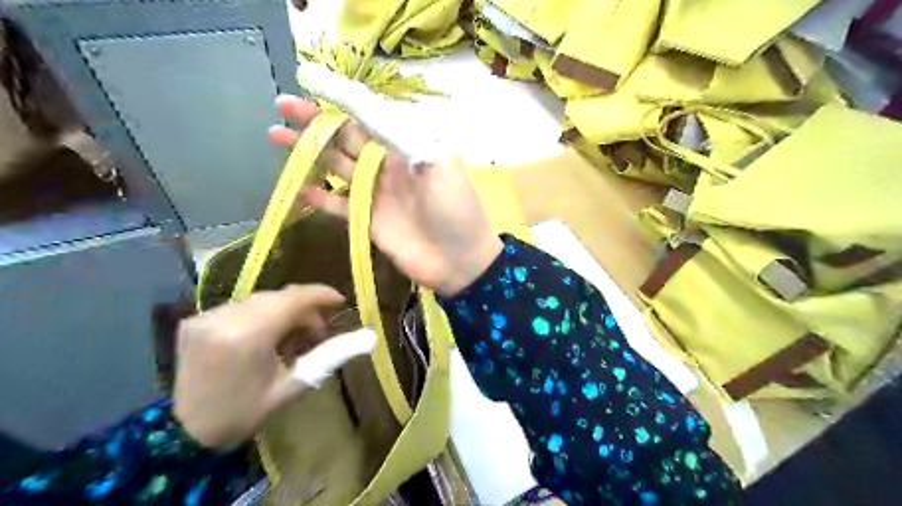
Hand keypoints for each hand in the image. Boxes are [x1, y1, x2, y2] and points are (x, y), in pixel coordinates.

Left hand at [173, 287, 375, 448]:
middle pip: (278, 297)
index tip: (340, 301)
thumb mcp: (293, 386)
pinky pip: (240, 307)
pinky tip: (264, 337)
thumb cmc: (245, 412)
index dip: (320, 295)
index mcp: (247, 335)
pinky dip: (259, 316)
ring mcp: (205, 317)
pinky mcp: (194, 320)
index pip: (293, 298)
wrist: (184, 433)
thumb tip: (367, 338)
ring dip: (282, 312)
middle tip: (318, 331)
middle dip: (303, 309)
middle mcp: (224, 318)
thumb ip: (331, 356)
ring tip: (291, 338)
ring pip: (259, 300)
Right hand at [270, 94, 503, 295]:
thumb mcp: (439, 164)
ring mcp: (377, 193)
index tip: (310, 83)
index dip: (340, 100)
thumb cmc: (455, 209)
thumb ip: (404, 137)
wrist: (460, 260)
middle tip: (283, 107)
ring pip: (337, 167)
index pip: (368, 117)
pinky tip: (299, 188)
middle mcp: (388, 165)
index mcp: (407, 147)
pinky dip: (320, 197)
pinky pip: (339, 204)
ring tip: (277, 136)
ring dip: (309, 152)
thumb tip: (371, 111)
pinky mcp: (368, 220)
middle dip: (316, 121)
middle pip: (347, 138)